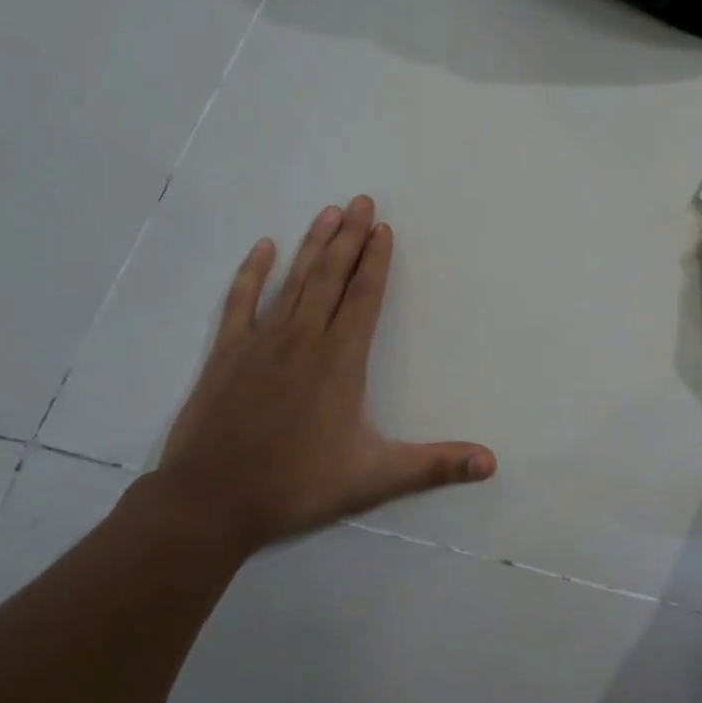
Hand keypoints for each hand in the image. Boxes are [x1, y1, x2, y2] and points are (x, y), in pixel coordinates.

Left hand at [153, 197, 494, 557]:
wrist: (209, 502)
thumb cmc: (297, 485)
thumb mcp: (375, 478)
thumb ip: (435, 466)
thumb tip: (492, 462)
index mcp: (340, 360)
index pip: (364, 296)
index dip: (377, 260)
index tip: (384, 227)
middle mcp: (303, 338)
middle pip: (331, 276)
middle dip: (349, 236)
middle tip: (361, 199)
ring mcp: (261, 342)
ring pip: (293, 281)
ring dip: (313, 244)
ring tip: (328, 211)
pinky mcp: (226, 353)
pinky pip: (240, 301)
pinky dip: (252, 272)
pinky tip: (263, 247)